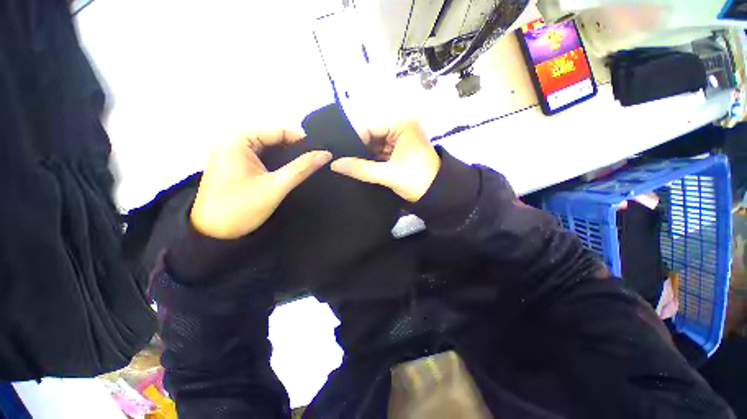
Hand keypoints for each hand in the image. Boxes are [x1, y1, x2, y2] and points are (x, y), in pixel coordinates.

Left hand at [191, 130, 331, 238]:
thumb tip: (325, 154)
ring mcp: (232, 154)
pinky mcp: (234, 166)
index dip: (303, 141)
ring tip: (307, 168)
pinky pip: (261, 158)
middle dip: (295, 150)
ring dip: (287, 158)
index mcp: (238, 139)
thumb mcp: (276, 187)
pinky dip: (276, 164)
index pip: (279, 130)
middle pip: (273, 139)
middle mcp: (232, 141)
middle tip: (316, 162)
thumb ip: (302, 168)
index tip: (321, 153)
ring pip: (268, 150)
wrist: (212, 235)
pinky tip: (289, 173)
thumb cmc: (241, 208)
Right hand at [330, 121, 439, 201]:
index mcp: (402, 125)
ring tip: (345, 163)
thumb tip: (334, 164)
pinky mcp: (399, 153)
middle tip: (339, 159)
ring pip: (375, 146)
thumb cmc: (417, 180)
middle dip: (358, 148)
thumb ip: (361, 169)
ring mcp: (400, 141)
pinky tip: (357, 167)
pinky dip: (371, 160)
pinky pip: (380, 154)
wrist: (438, 196)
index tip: (339, 152)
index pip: (370, 126)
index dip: (354, 139)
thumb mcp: (388, 174)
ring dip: (364, 155)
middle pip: (371, 135)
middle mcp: (401, 129)